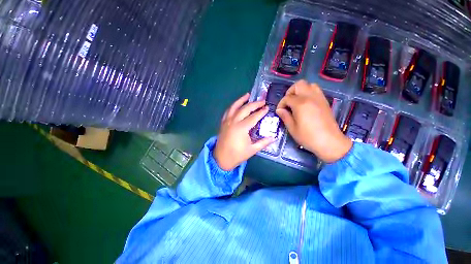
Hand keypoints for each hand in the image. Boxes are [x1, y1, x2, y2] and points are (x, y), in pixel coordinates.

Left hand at [214, 93, 275, 170]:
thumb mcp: (252, 150)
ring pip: (234, 107)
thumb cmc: (237, 155)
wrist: (221, 159)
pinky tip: (236, 105)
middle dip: (254, 104)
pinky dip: (233, 106)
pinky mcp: (223, 123)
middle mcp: (233, 121)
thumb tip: (274, 138)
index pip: (254, 117)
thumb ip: (263, 142)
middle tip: (262, 101)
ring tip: (247, 95)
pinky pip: (228, 111)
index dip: (261, 112)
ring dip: (241, 100)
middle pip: (245, 109)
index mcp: (241, 128)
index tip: (267, 107)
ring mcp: (227, 121)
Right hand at [276, 80, 351, 162]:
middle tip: (288, 103)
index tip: (279, 111)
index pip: (287, 98)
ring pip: (309, 85)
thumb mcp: (292, 128)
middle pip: (299, 84)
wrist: (329, 142)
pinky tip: (305, 104)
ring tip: (296, 102)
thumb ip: (285, 116)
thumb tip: (279, 110)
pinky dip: (308, 93)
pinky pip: (316, 90)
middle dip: (290, 92)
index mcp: (301, 104)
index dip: (281, 104)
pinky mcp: (325, 102)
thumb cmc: (308, 137)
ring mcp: (319, 98)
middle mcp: (310, 97)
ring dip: (300, 91)